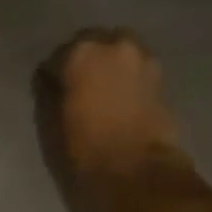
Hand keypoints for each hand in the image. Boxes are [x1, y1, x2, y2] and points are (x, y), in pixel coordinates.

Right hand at [49, 28, 197, 211]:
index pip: (58, 56)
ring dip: (109, 63)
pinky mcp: (161, 75)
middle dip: (85, 59)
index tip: (51, 88)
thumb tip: (50, 80)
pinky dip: (127, 75)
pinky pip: (136, 66)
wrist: (138, 169)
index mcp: (81, 53)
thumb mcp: (56, 123)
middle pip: (93, 42)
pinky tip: (121, 95)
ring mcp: (142, 57)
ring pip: (119, 50)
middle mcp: (114, 44)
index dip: (53, 73)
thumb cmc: (88, 149)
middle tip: (78, 84)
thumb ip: (51, 93)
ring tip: (102, 88)